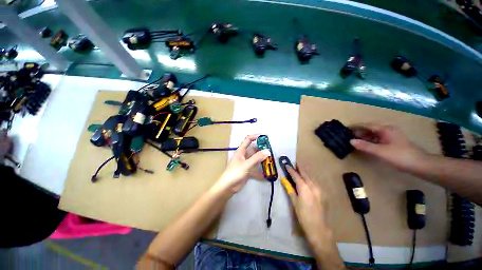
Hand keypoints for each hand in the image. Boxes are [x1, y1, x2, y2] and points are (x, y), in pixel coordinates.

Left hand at [212, 134, 269, 193]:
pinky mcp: (247, 172)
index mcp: (241, 152)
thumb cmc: (234, 173)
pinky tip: (267, 175)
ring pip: (255, 160)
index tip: (264, 136)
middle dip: (261, 149)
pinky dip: (261, 172)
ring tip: (271, 160)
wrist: (228, 186)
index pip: (248, 140)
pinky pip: (256, 170)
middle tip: (271, 149)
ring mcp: (245, 165)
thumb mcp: (246, 164)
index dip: (255, 136)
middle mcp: (243, 157)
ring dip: (262, 160)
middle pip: (253, 150)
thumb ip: (257, 158)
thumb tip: (267, 151)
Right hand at [282, 166, 328, 242]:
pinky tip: (307, 181)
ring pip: (311, 178)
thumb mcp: (295, 203)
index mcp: (305, 188)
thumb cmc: (303, 216)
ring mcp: (319, 189)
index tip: (286, 165)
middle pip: (306, 174)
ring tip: (299, 171)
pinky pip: (315, 182)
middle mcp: (313, 186)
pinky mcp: (322, 193)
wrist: (317, 225)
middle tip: (293, 164)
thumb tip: (284, 181)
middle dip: (300, 169)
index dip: (291, 170)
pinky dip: (310, 179)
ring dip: (305, 173)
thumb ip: (290, 191)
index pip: (297, 176)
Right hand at [350, 124, 426, 170]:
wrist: (417, 162)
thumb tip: (351, 141)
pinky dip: (374, 143)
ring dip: (367, 138)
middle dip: (361, 132)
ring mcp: (392, 136)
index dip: (357, 126)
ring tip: (357, 142)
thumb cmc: (399, 156)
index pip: (368, 125)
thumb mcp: (382, 152)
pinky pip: (381, 140)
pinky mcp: (395, 143)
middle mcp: (388, 130)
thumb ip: (367, 147)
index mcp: (385, 129)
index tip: (346, 128)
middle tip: (349, 136)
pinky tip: (371, 148)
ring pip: (377, 135)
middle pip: (372, 129)